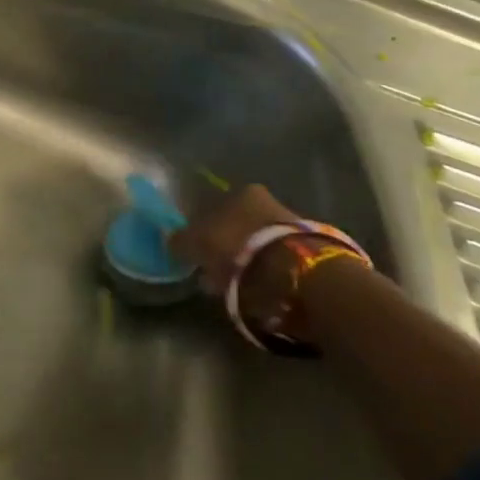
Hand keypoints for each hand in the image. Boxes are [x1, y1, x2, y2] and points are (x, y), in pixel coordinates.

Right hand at [171, 183, 312, 343]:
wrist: (293, 271)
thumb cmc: (236, 246)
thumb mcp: (196, 243)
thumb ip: (180, 240)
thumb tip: (170, 240)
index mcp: (242, 191)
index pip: (216, 205)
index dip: (203, 227)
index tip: (197, 248)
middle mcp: (269, 200)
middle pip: (239, 223)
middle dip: (227, 244)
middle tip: (213, 268)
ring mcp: (292, 225)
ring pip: (258, 242)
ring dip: (246, 259)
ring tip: (233, 283)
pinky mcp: (309, 252)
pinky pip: (276, 260)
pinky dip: (264, 272)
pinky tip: (255, 288)